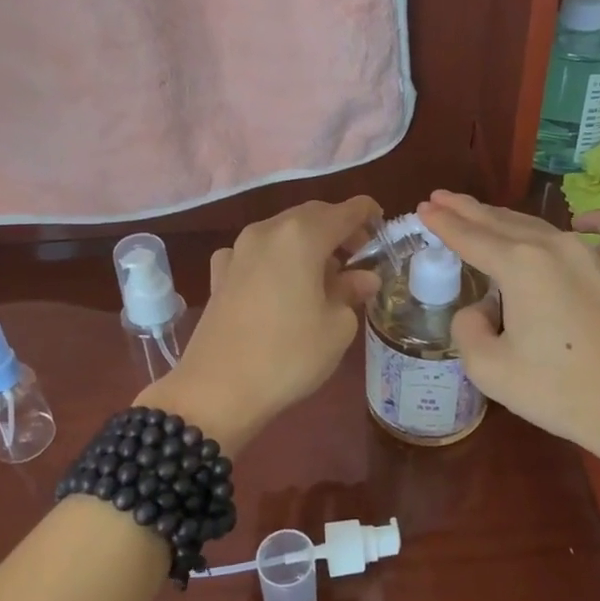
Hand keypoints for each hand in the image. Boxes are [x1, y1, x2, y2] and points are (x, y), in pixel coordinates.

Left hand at [143, 196, 381, 449]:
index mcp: (302, 236)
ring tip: (324, 274)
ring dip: (307, 243)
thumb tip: (363, 277)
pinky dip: (275, 258)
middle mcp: (268, 231)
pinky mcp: (219, 273)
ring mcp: (238, 249)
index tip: (383, 225)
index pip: (346, 211)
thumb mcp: (336, 327)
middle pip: (312, 215)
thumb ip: (352, 292)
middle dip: (338, 228)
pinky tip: (278, 282)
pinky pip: (255, 252)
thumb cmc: (288, 355)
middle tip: (359, 255)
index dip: (368, 213)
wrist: (216, 390)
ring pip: (282, 231)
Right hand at [416, 191, 599, 458]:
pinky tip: (580, 221)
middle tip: (440, 199)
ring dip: (506, 218)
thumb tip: (483, 309)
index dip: (442, 223)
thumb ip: (468, 328)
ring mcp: (591, 254)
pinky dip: (593, 222)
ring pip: (539, 226)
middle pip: (500, 222)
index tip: (422, 208)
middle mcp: (553, 246)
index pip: (469, 236)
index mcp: (519, 264)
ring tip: (481, 213)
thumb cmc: (559, 391)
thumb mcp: (489, 368)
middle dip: (467, 210)